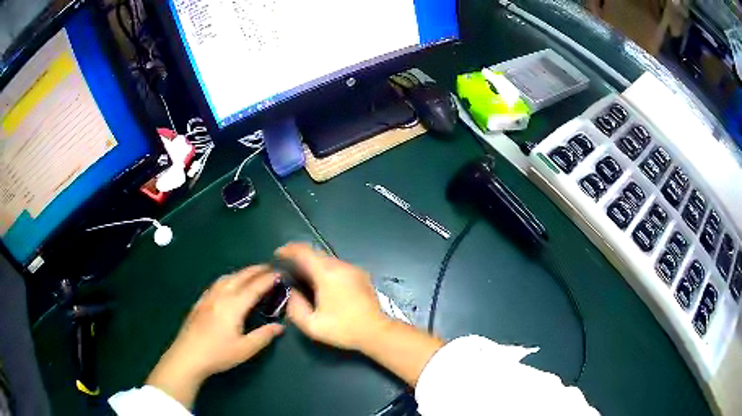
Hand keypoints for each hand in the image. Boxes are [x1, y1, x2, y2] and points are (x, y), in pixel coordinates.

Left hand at [146, 266, 283, 408]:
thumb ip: (263, 336)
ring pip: (226, 278)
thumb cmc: (217, 354)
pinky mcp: (200, 302)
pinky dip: (228, 278)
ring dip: (241, 272)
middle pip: (240, 277)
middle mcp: (220, 296)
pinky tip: (228, 284)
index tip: (280, 273)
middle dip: (256, 270)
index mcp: (233, 306)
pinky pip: (216, 284)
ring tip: (252, 274)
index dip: (268, 279)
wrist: (187, 356)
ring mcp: (208, 297)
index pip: (254, 287)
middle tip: (270, 267)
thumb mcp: (245, 349)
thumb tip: (280, 327)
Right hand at [277, 243, 443, 386]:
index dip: (288, 249)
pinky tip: (322, 283)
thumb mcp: (312, 325)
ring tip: (302, 276)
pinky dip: (325, 269)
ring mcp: (353, 269)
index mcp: (327, 273)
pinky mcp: (361, 275)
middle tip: (287, 268)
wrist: (377, 331)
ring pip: (327, 259)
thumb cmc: (344, 329)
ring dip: (313, 263)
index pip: (304, 252)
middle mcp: (341, 265)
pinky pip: (337, 266)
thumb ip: (295, 308)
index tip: (278, 255)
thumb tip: (292, 292)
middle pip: (315, 253)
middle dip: (299, 257)